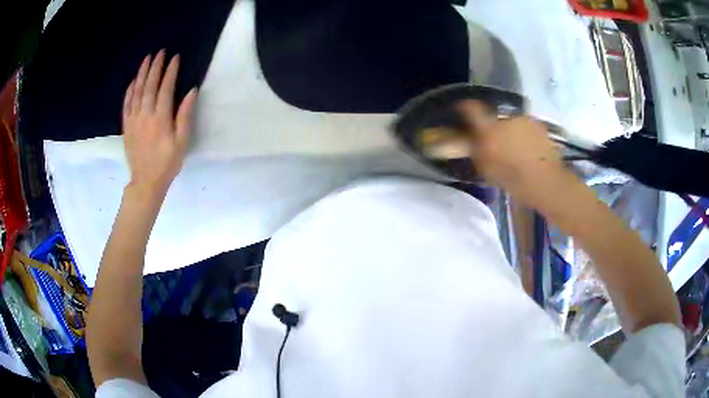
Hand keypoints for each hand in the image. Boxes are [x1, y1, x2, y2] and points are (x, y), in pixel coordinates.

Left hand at [122, 50, 197, 199]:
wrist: (146, 181)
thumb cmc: (167, 162)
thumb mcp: (182, 141)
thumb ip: (185, 115)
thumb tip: (191, 91)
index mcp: (160, 118)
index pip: (165, 88)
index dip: (170, 71)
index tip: (175, 57)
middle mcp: (145, 115)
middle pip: (149, 85)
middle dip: (155, 67)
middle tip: (160, 52)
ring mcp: (133, 120)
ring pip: (137, 91)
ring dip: (142, 73)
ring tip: (147, 59)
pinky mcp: (126, 126)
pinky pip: (126, 104)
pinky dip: (130, 90)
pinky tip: (133, 80)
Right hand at [458, 101, 574, 209]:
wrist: (546, 181)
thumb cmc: (513, 179)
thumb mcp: (487, 168)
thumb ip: (475, 150)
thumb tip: (467, 140)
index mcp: (489, 128)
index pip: (471, 108)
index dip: (464, 108)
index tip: (462, 111)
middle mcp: (505, 118)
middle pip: (493, 115)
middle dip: (492, 125)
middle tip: (494, 140)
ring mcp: (524, 119)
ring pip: (511, 121)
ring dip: (510, 130)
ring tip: (514, 147)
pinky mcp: (538, 125)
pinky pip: (526, 127)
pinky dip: (524, 134)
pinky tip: (528, 149)